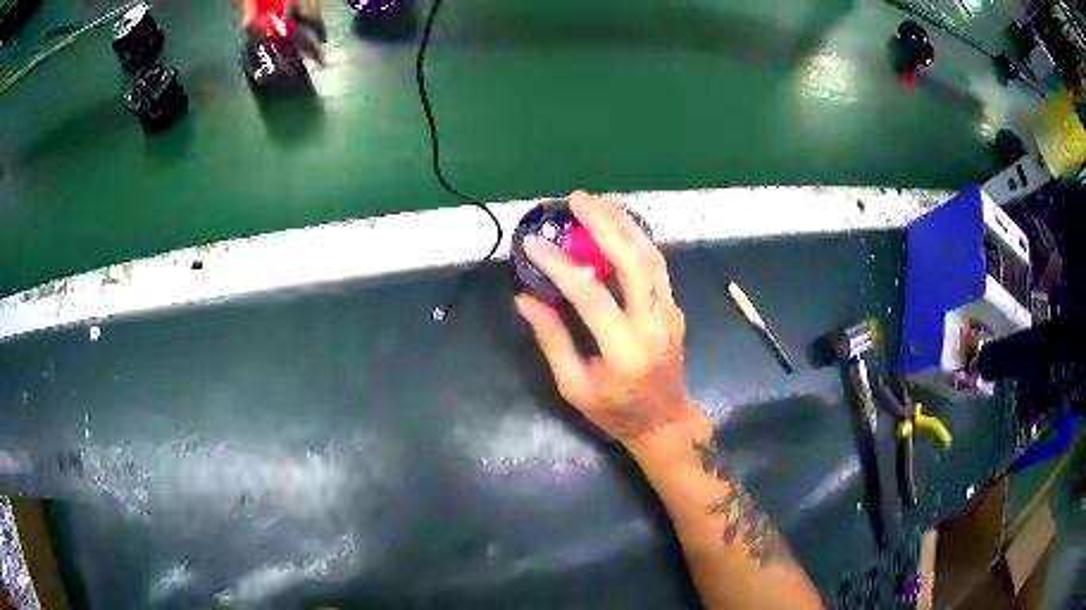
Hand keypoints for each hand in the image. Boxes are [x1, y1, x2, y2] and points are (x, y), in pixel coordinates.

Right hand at [515, 192, 694, 445]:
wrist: (664, 421)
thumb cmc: (614, 411)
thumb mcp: (574, 386)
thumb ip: (551, 339)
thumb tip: (524, 298)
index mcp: (624, 352)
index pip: (591, 297)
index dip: (561, 266)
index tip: (533, 243)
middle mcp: (653, 325)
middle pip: (634, 262)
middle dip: (605, 224)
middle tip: (577, 199)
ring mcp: (670, 313)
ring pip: (652, 256)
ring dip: (624, 224)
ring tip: (596, 203)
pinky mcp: (675, 307)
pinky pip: (656, 266)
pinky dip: (636, 240)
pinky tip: (617, 226)